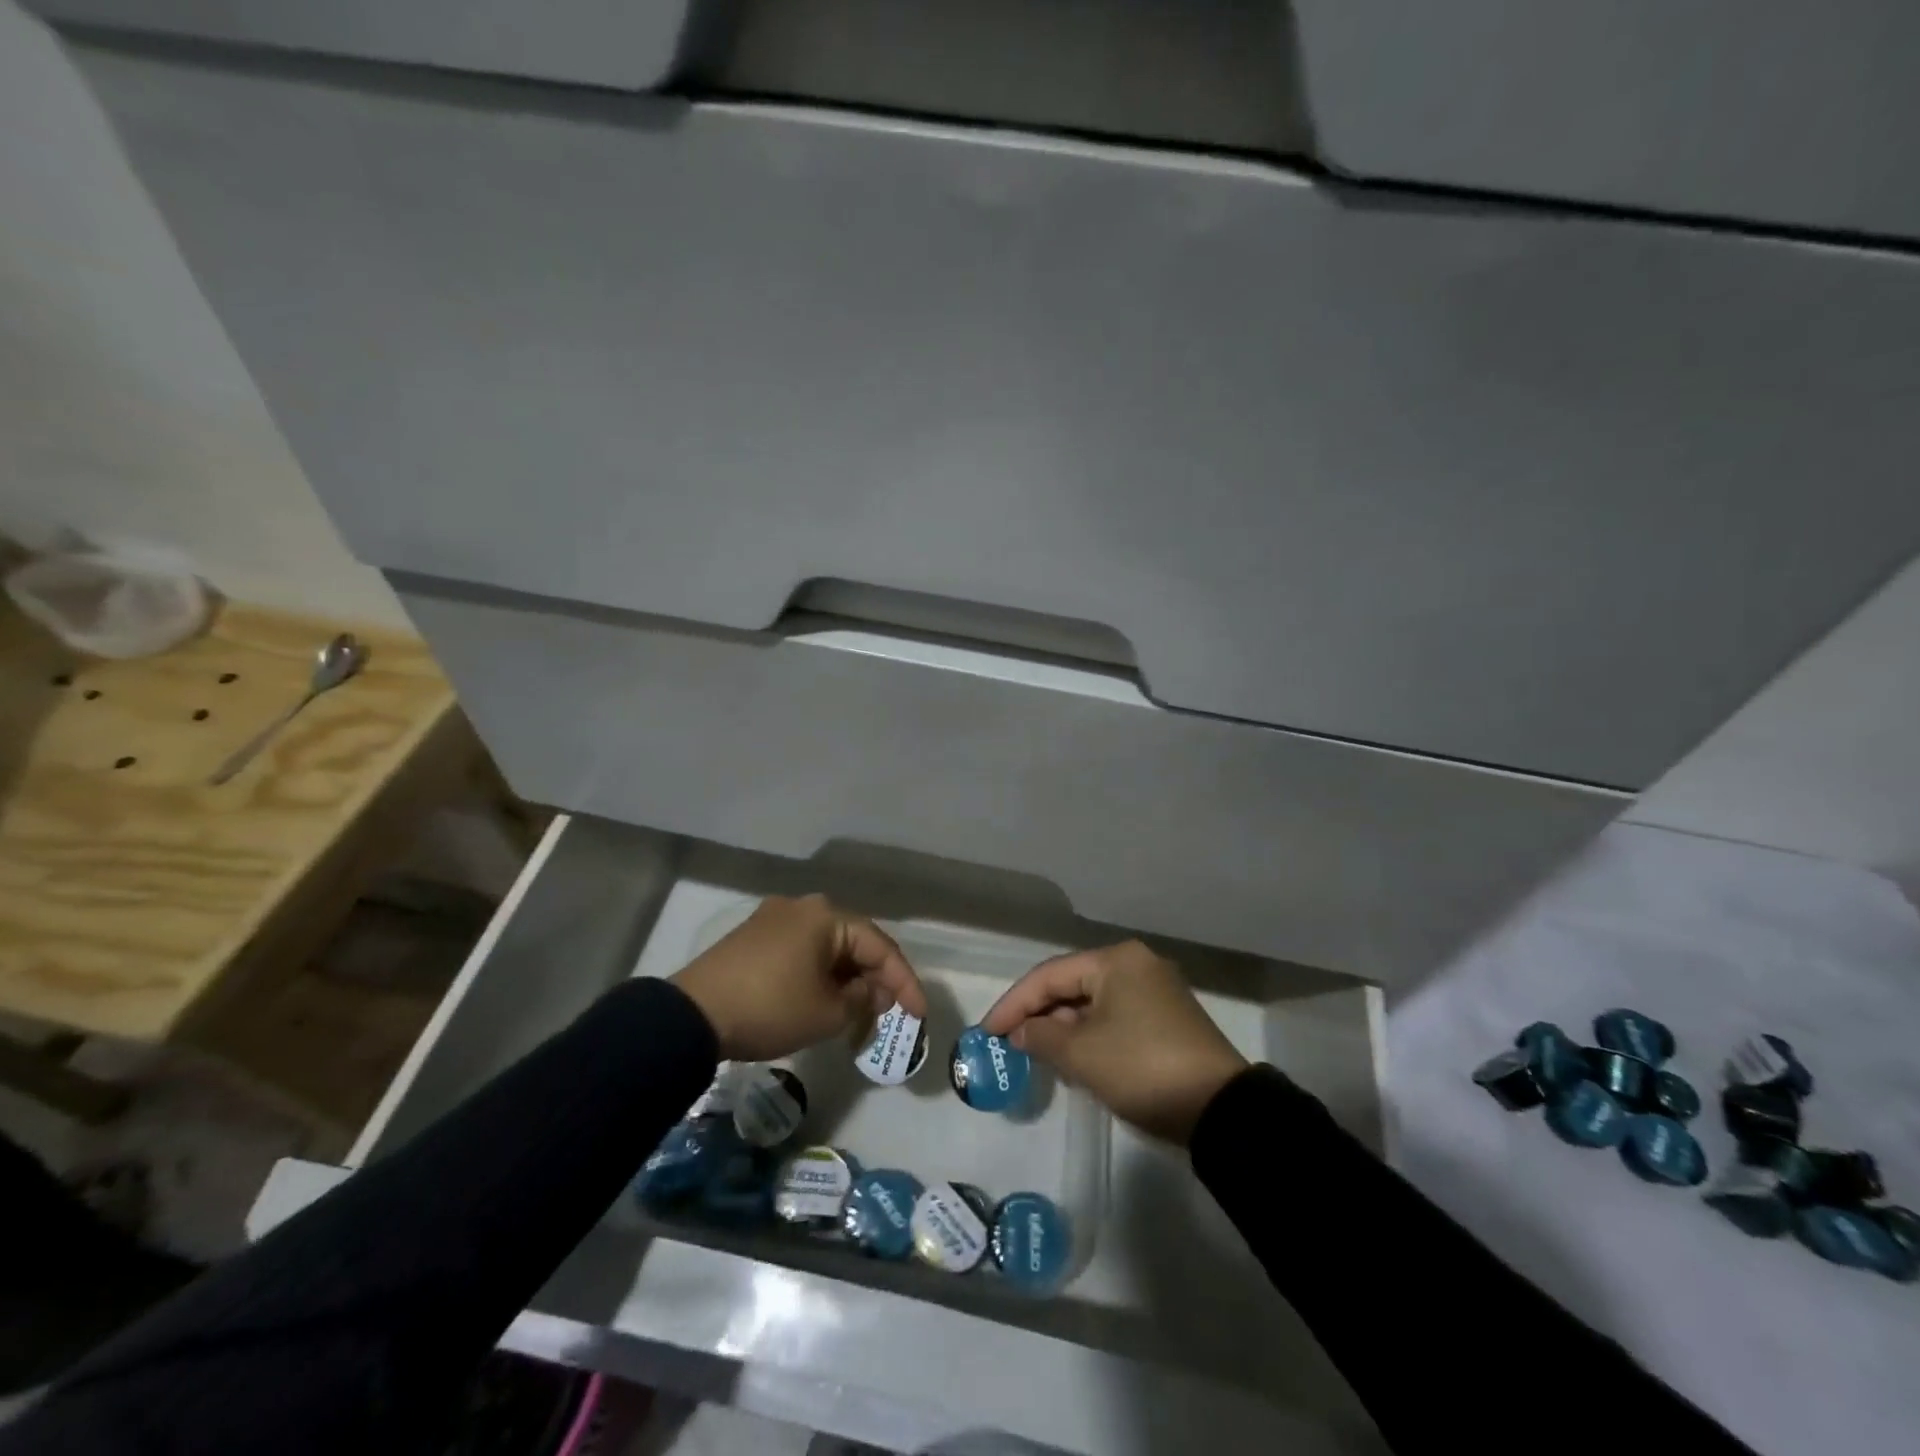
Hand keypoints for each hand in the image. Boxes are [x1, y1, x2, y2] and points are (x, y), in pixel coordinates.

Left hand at [672, 895, 926, 1062]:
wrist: (692, 1016)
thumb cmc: (771, 1008)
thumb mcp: (828, 1012)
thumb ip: (862, 999)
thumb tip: (871, 991)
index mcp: (826, 915)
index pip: (880, 946)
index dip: (904, 982)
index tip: (919, 1015)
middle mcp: (803, 906)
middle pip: (854, 943)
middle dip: (875, 979)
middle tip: (890, 1013)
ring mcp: (774, 919)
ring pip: (827, 948)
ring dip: (847, 979)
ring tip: (859, 1012)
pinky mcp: (754, 938)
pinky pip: (802, 952)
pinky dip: (820, 975)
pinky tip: (825, 999)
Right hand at [981, 940, 1247, 1144]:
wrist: (1220, 1110)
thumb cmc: (1141, 1068)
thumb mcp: (1082, 1054)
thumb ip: (1041, 1036)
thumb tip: (1021, 1032)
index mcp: (1116, 960)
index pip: (1049, 975)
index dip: (1014, 1003)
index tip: (987, 1031)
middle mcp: (1137, 965)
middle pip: (1072, 985)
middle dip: (1039, 1014)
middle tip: (1009, 1043)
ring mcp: (1156, 991)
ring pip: (1093, 1003)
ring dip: (1063, 1027)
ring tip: (1035, 1054)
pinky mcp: (1167, 1019)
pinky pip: (1114, 1018)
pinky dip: (1089, 1035)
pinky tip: (1073, 1059)